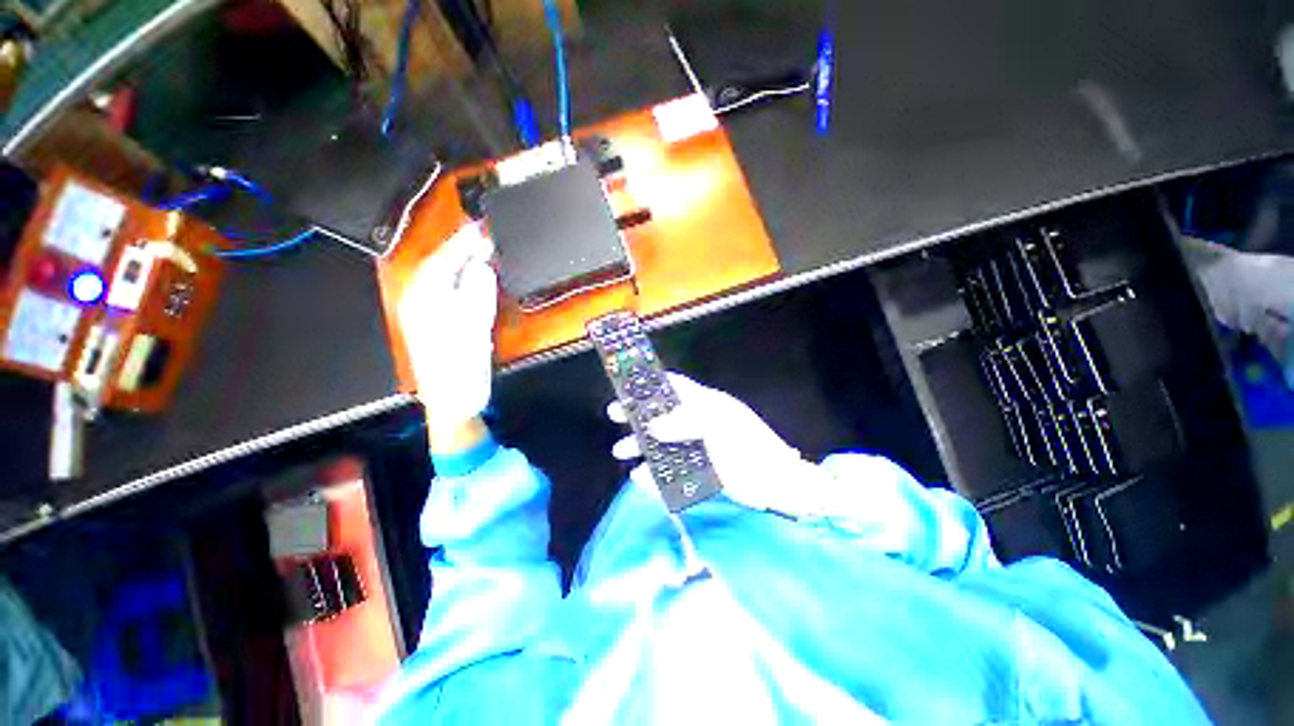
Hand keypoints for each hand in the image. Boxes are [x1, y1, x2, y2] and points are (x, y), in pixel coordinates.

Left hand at [398, 223, 497, 434]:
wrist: (452, 400)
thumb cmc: (459, 368)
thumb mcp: (471, 329)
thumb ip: (475, 294)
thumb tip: (482, 267)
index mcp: (424, 303)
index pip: (441, 262)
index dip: (462, 244)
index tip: (480, 229)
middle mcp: (422, 303)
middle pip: (439, 267)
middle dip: (460, 249)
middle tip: (483, 236)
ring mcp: (429, 314)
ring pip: (443, 278)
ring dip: (461, 262)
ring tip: (480, 250)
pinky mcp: (440, 323)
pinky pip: (448, 291)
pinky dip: (463, 280)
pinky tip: (473, 277)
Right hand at [608, 374, 823, 513]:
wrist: (776, 484)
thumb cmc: (749, 447)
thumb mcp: (717, 426)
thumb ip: (685, 423)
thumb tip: (653, 426)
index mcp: (705, 404)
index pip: (674, 386)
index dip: (651, 383)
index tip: (628, 385)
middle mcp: (698, 422)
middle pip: (662, 413)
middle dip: (638, 414)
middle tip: (614, 415)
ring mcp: (698, 446)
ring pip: (662, 442)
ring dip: (641, 445)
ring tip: (621, 451)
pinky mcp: (699, 470)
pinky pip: (670, 469)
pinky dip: (654, 473)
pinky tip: (640, 477)